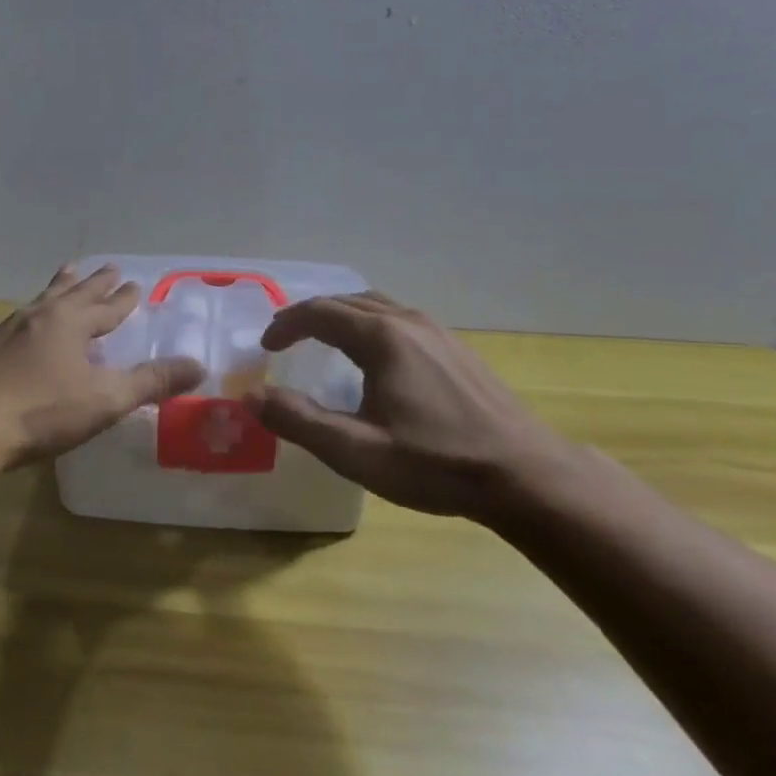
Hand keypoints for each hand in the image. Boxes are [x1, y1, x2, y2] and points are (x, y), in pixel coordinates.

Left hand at [0, 264, 204, 468]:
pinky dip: (21, 317)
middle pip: (73, 292)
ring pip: (40, 300)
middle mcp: (40, 316)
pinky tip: (11, 320)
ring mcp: (7, 330)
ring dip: (58, 287)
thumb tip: (199, 366)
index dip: (123, 298)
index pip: (106, 306)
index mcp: (71, 323)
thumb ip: (152, 382)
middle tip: (108, 267)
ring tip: (66, 273)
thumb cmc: (42, 412)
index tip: (135, 284)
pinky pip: (8, 323)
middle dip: (94, 282)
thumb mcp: (106, 400)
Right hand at [252, 291, 581, 521]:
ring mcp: (438, 331)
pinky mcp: (457, 348)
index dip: (286, 325)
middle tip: (285, 339)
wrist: (525, 474)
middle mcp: (409, 321)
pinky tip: (374, 357)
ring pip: (377, 306)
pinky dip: (370, 324)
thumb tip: (251, 397)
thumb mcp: (357, 452)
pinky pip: (400, 319)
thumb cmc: (436, 464)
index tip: (265, 347)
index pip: (319, 312)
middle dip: (310, 315)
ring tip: (322, 340)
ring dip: (341, 316)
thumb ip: (299, 421)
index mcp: (382, 337)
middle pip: (347, 301)